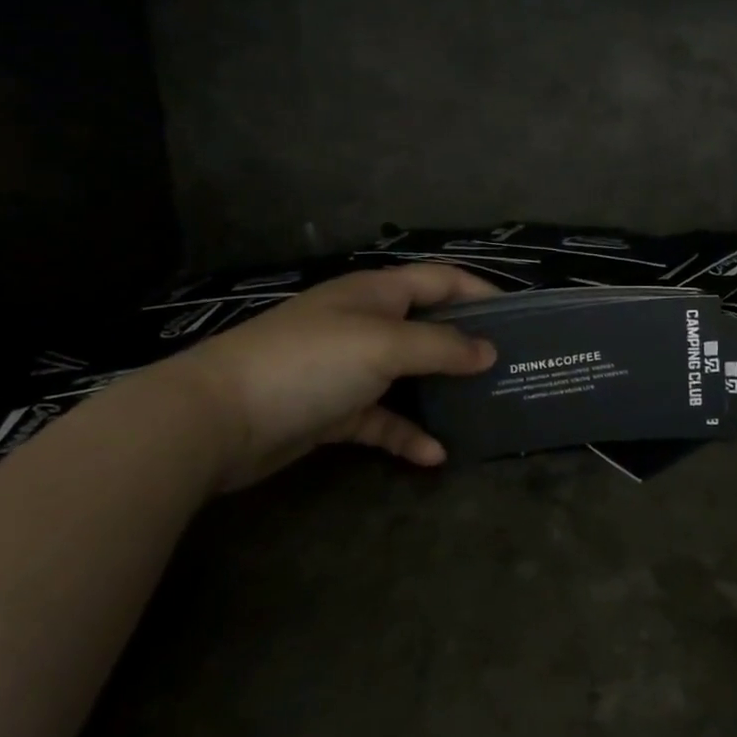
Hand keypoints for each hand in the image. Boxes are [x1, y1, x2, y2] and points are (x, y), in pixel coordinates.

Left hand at [168, 264, 499, 491]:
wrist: (217, 418)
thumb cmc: (310, 362)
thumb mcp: (384, 345)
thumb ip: (441, 347)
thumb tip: (488, 351)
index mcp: (378, 293)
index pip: (441, 280)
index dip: (481, 291)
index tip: (520, 315)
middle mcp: (366, 323)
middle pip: (428, 327)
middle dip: (467, 343)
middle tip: (509, 365)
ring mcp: (348, 368)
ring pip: (408, 375)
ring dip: (441, 391)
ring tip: (483, 407)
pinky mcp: (333, 410)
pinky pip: (382, 419)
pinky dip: (407, 434)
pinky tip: (434, 455)